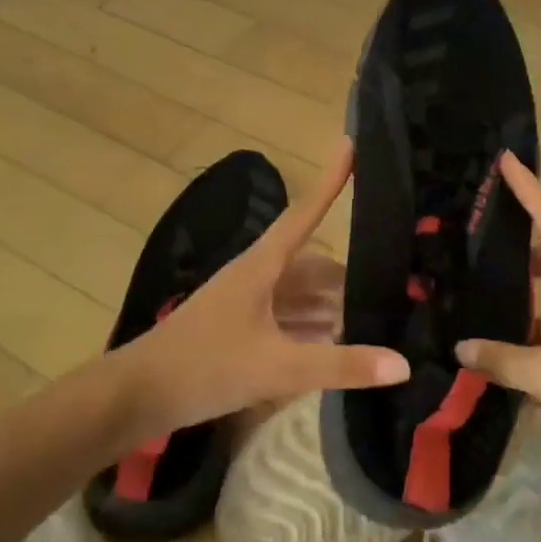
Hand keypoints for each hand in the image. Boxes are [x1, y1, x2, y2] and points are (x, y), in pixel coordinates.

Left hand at [114, 139, 409, 437]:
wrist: (137, 395)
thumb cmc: (205, 366)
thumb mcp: (278, 367)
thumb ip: (340, 366)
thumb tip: (403, 364)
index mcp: (261, 266)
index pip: (305, 214)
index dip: (330, 181)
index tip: (351, 145)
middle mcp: (255, 276)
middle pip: (311, 264)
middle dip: (347, 275)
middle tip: (395, 280)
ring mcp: (245, 305)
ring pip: (299, 296)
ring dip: (331, 306)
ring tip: (376, 316)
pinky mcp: (238, 331)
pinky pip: (286, 320)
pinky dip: (312, 329)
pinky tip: (337, 345)